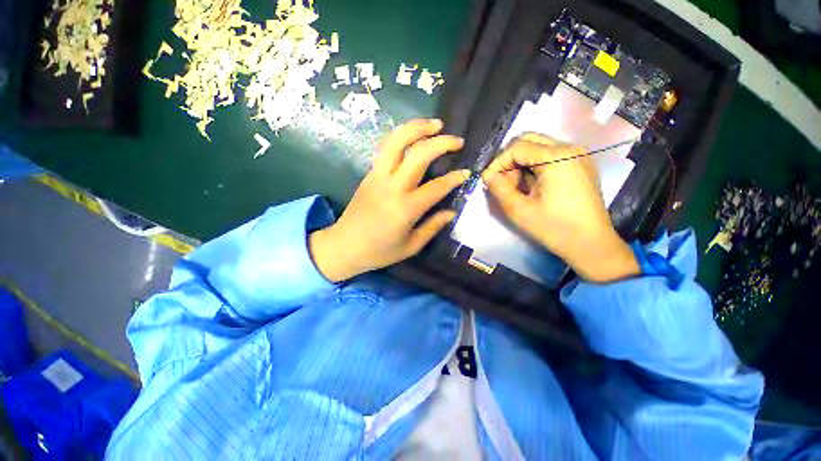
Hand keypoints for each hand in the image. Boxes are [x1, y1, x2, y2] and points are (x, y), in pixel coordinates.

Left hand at [309, 119, 469, 281]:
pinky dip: (402, 137)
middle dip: (441, 142)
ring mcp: (378, 176)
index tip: (466, 172)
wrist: (343, 246)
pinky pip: (386, 148)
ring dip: (417, 128)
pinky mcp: (369, 174)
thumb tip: (451, 212)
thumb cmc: (379, 252)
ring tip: (435, 124)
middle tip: (457, 140)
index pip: (437, 186)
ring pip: (397, 142)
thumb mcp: (410, 246)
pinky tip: (413, 136)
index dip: (454, 178)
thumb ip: (432, 227)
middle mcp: (392, 187)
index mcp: (406, 209)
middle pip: (418, 154)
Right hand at [482, 133, 638, 282]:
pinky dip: (535, 167)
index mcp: (557, 157)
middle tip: (503, 182)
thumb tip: (488, 176)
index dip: (498, 163)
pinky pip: (551, 157)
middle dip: (510, 160)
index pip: (517, 147)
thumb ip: (499, 188)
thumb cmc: (554, 228)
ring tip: (517, 187)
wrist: (592, 245)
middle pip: (529, 141)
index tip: (489, 181)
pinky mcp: (581, 166)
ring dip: (522, 164)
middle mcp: (570, 149)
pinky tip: (532, 186)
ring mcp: (579, 156)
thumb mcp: (519, 210)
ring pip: (539, 148)